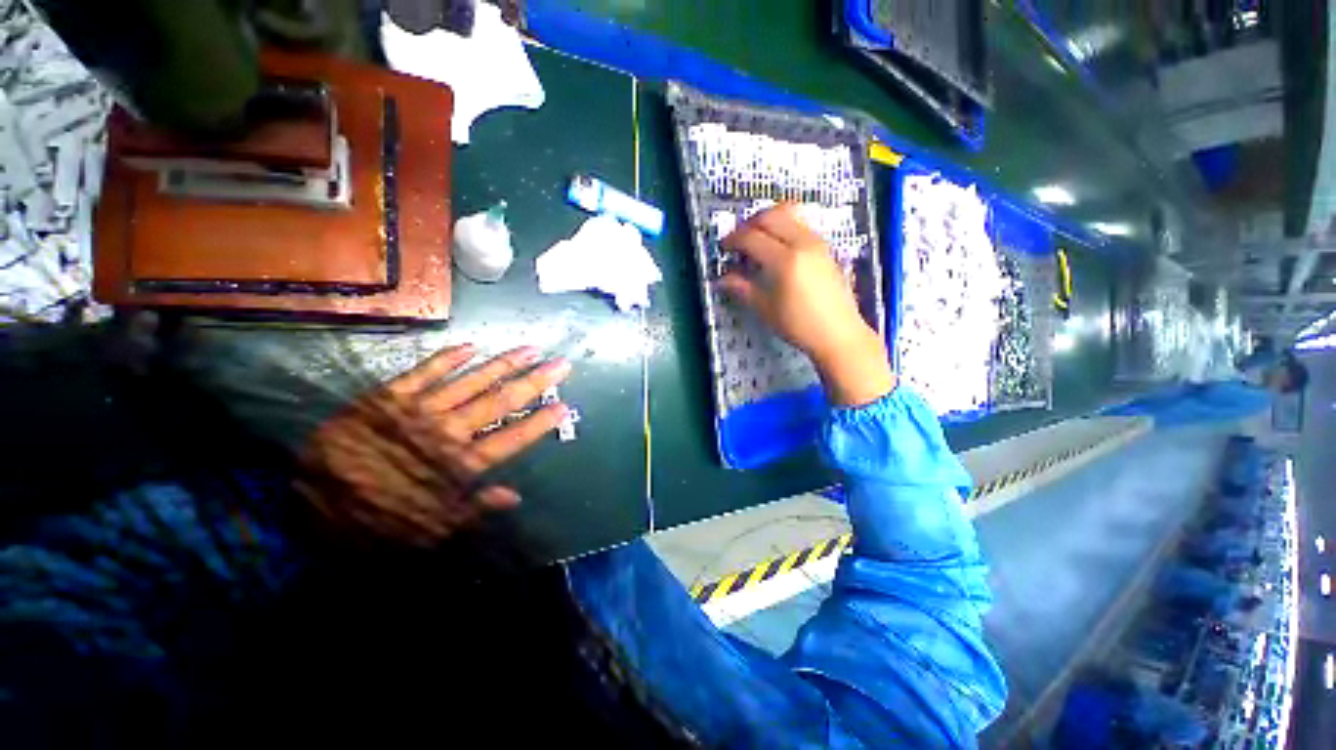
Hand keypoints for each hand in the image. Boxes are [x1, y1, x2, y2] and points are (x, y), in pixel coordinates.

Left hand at [297, 344, 570, 545]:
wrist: (304, 502)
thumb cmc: (374, 519)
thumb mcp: (428, 529)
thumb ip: (473, 509)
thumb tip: (514, 496)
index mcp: (458, 465)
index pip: (512, 438)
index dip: (540, 422)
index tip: (564, 406)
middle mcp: (447, 431)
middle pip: (501, 401)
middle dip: (535, 382)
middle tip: (561, 364)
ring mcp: (418, 410)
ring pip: (472, 381)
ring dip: (504, 364)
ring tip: (530, 348)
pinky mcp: (388, 397)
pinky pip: (424, 373)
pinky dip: (448, 359)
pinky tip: (472, 347)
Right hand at [720, 205, 894, 406]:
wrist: (838, 333)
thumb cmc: (798, 325)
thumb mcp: (765, 308)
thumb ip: (742, 288)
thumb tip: (721, 279)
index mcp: (785, 260)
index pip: (751, 237)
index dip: (733, 240)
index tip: (723, 248)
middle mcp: (802, 243)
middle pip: (770, 215)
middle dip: (749, 224)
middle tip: (738, 241)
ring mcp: (817, 242)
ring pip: (788, 214)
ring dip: (767, 222)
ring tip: (757, 241)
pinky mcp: (825, 247)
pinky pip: (800, 224)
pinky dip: (783, 227)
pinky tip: (776, 249)